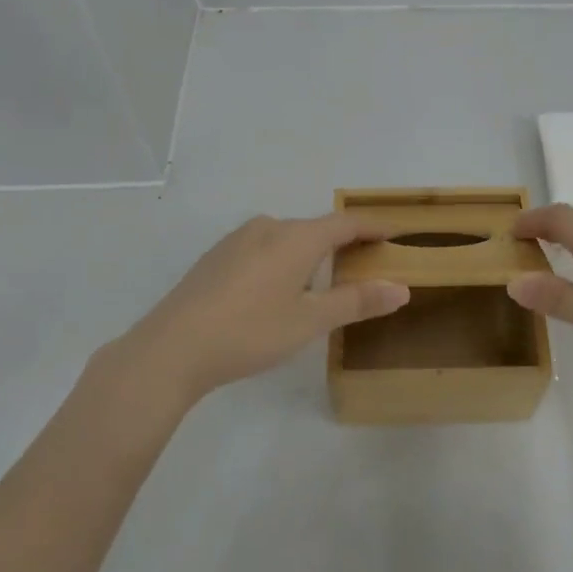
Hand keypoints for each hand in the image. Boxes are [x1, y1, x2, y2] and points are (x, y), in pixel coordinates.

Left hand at [118, 213, 409, 402]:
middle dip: (343, 244)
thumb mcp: (310, 321)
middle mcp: (269, 227)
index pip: (346, 223)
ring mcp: (238, 239)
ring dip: (311, 253)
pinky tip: (277, 290)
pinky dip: (284, 260)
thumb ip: (356, 301)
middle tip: (365, 264)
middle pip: (316, 229)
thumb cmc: (250, 331)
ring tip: (324, 281)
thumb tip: (401, 288)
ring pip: (287, 239)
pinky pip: (264, 249)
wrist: (171, 348)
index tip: (395, 232)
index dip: (373, 227)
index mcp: (296, 237)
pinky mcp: (217, 256)